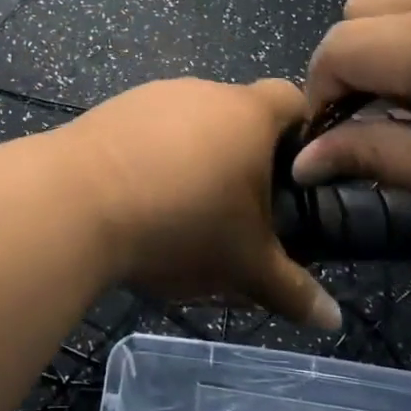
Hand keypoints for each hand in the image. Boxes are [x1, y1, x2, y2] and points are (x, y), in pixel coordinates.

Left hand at [66, 78, 341, 329]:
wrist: (77, 200)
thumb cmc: (180, 224)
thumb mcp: (244, 266)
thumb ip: (292, 290)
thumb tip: (333, 320)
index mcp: (247, 113)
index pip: (292, 99)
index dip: (303, 132)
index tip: (297, 177)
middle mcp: (203, 90)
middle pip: (239, 113)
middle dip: (246, 157)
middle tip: (242, 210)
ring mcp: (155, 94)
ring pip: (192, 122)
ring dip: (197, 156)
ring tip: (185, 210)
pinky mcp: (116, 107)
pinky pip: (151, 127)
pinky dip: (156, 154)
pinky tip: (141, 196)